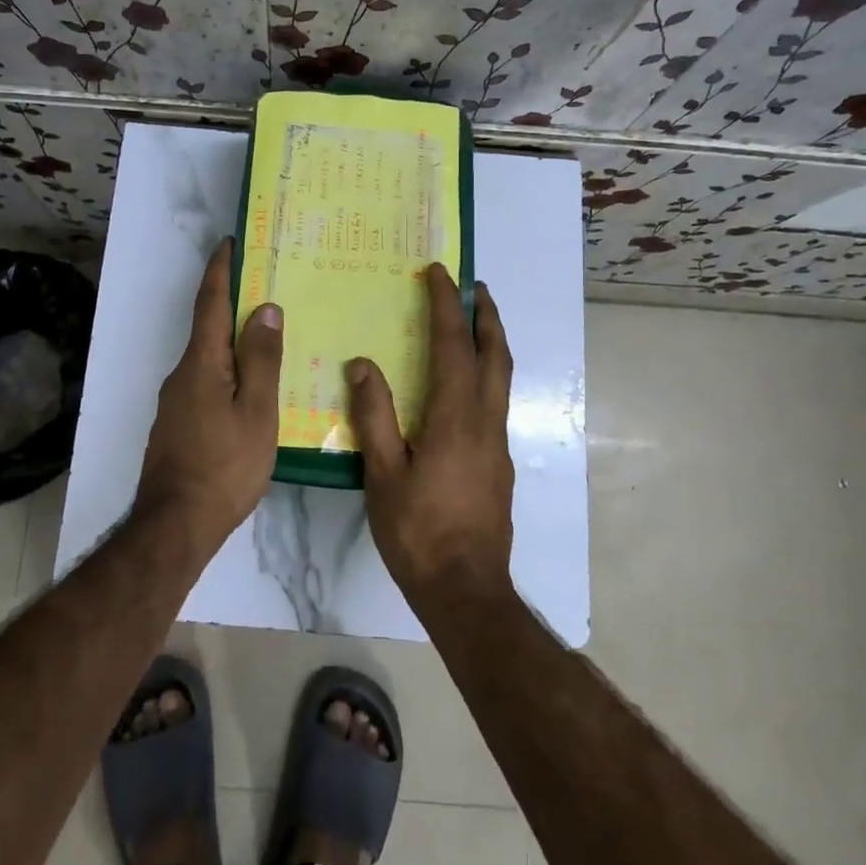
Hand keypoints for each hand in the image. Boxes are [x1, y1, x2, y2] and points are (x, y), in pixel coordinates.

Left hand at [134, 238, 283, 552]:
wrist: (176, 525)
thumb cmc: (224, 465)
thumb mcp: (256, 411)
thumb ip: (261, 359)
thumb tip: (264, 309)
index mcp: (201, 363)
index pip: (209, 303)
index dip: (220, 271)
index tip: (231, 243)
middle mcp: (182, 374)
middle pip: (208, 328)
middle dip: (233, 304)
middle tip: (268, 289)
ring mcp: (176, 402)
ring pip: (209, 359)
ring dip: (234, 341)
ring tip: (270, 339)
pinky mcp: (179, 425)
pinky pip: (207, 383)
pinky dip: (229, 371)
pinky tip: (252, 388)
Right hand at [346, 264, 514, 608]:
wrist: (467, 590)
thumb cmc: (419, 532)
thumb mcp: (384, 474)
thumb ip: (374, 416)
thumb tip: (363, 364)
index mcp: (456, 418)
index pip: (453, 346)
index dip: (445, 306)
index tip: (438, 274)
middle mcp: (485, 421)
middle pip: (495, 354)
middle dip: (486, 316)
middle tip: (474, 287)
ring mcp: (498, 443)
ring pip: (502, 378)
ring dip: (491, 342)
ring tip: (474, 323)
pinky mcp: (499, 463)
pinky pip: (496, 401)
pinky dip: (486, 374)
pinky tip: (464, 388)